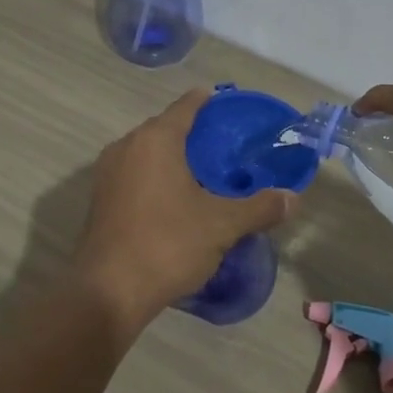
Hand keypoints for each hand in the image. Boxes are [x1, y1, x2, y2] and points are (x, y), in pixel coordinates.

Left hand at [73, 89, 298, 340]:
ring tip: (205, 174)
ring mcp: (107, 173)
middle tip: (227, 148)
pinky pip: (135, 175)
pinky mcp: (100, 200)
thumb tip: (292, 198)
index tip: (229, 106)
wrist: (108, 291)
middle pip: (165, 128)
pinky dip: (156, 179)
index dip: (209, 102)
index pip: (187, 106)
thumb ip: (259, 208)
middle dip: (194, 135)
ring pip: (147, 154)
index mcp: (155, 139)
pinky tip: (177, 200)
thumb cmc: (167, 244)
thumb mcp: (222, 225)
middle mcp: (126, 146)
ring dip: (173, 159)